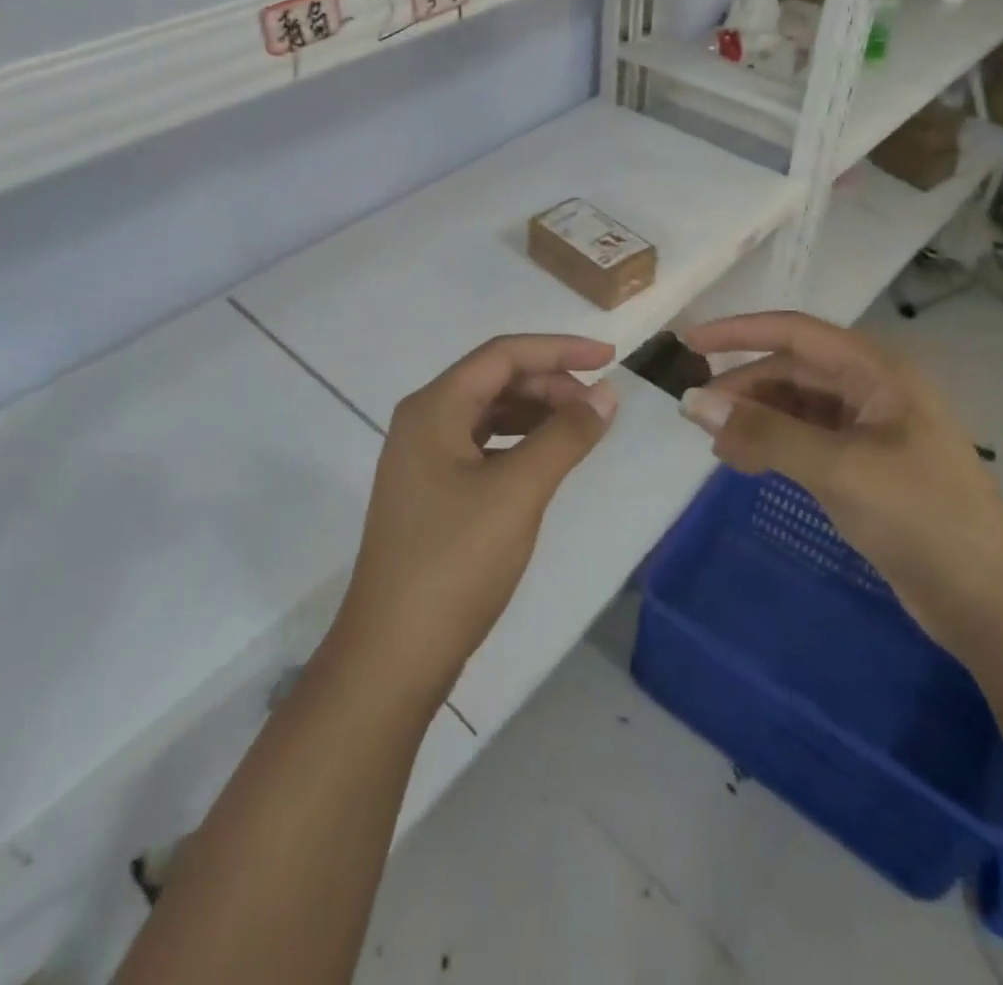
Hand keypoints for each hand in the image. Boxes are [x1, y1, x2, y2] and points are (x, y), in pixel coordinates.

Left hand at [332, 335, 619, 708]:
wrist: (393, 653)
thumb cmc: (455, 562)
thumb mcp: (518, 491)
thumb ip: (565, 436)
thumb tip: (606, 394)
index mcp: (434, 408)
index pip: (503, 355)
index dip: (559, 349)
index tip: (609, 358)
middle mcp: (423, 422)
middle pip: (495, 380)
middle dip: (550, 383)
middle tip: (598, 406)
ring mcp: (423, 459)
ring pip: (490, 413)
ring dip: (537, 412)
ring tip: (580, 429)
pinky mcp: (432, 492)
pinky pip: (483, 446)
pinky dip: (520, 443)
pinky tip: (546, 460)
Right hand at [677, 311, 1002, 651]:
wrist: (988, 600)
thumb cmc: (921, 515)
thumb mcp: (839, 467)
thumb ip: (765, 433)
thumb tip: (693, 404)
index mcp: (877, 372)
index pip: (795, 333)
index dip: (739, 332)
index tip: (689, 343)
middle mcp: (870, 391)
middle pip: (792, 371)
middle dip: (744, 386)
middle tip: (696, 414)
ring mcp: (867, 432)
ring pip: (796, 408)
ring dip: (755, 419)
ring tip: (716, 446)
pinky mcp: (861, 468)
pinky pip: (804, 441)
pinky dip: (772, 445)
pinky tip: (745, 462)